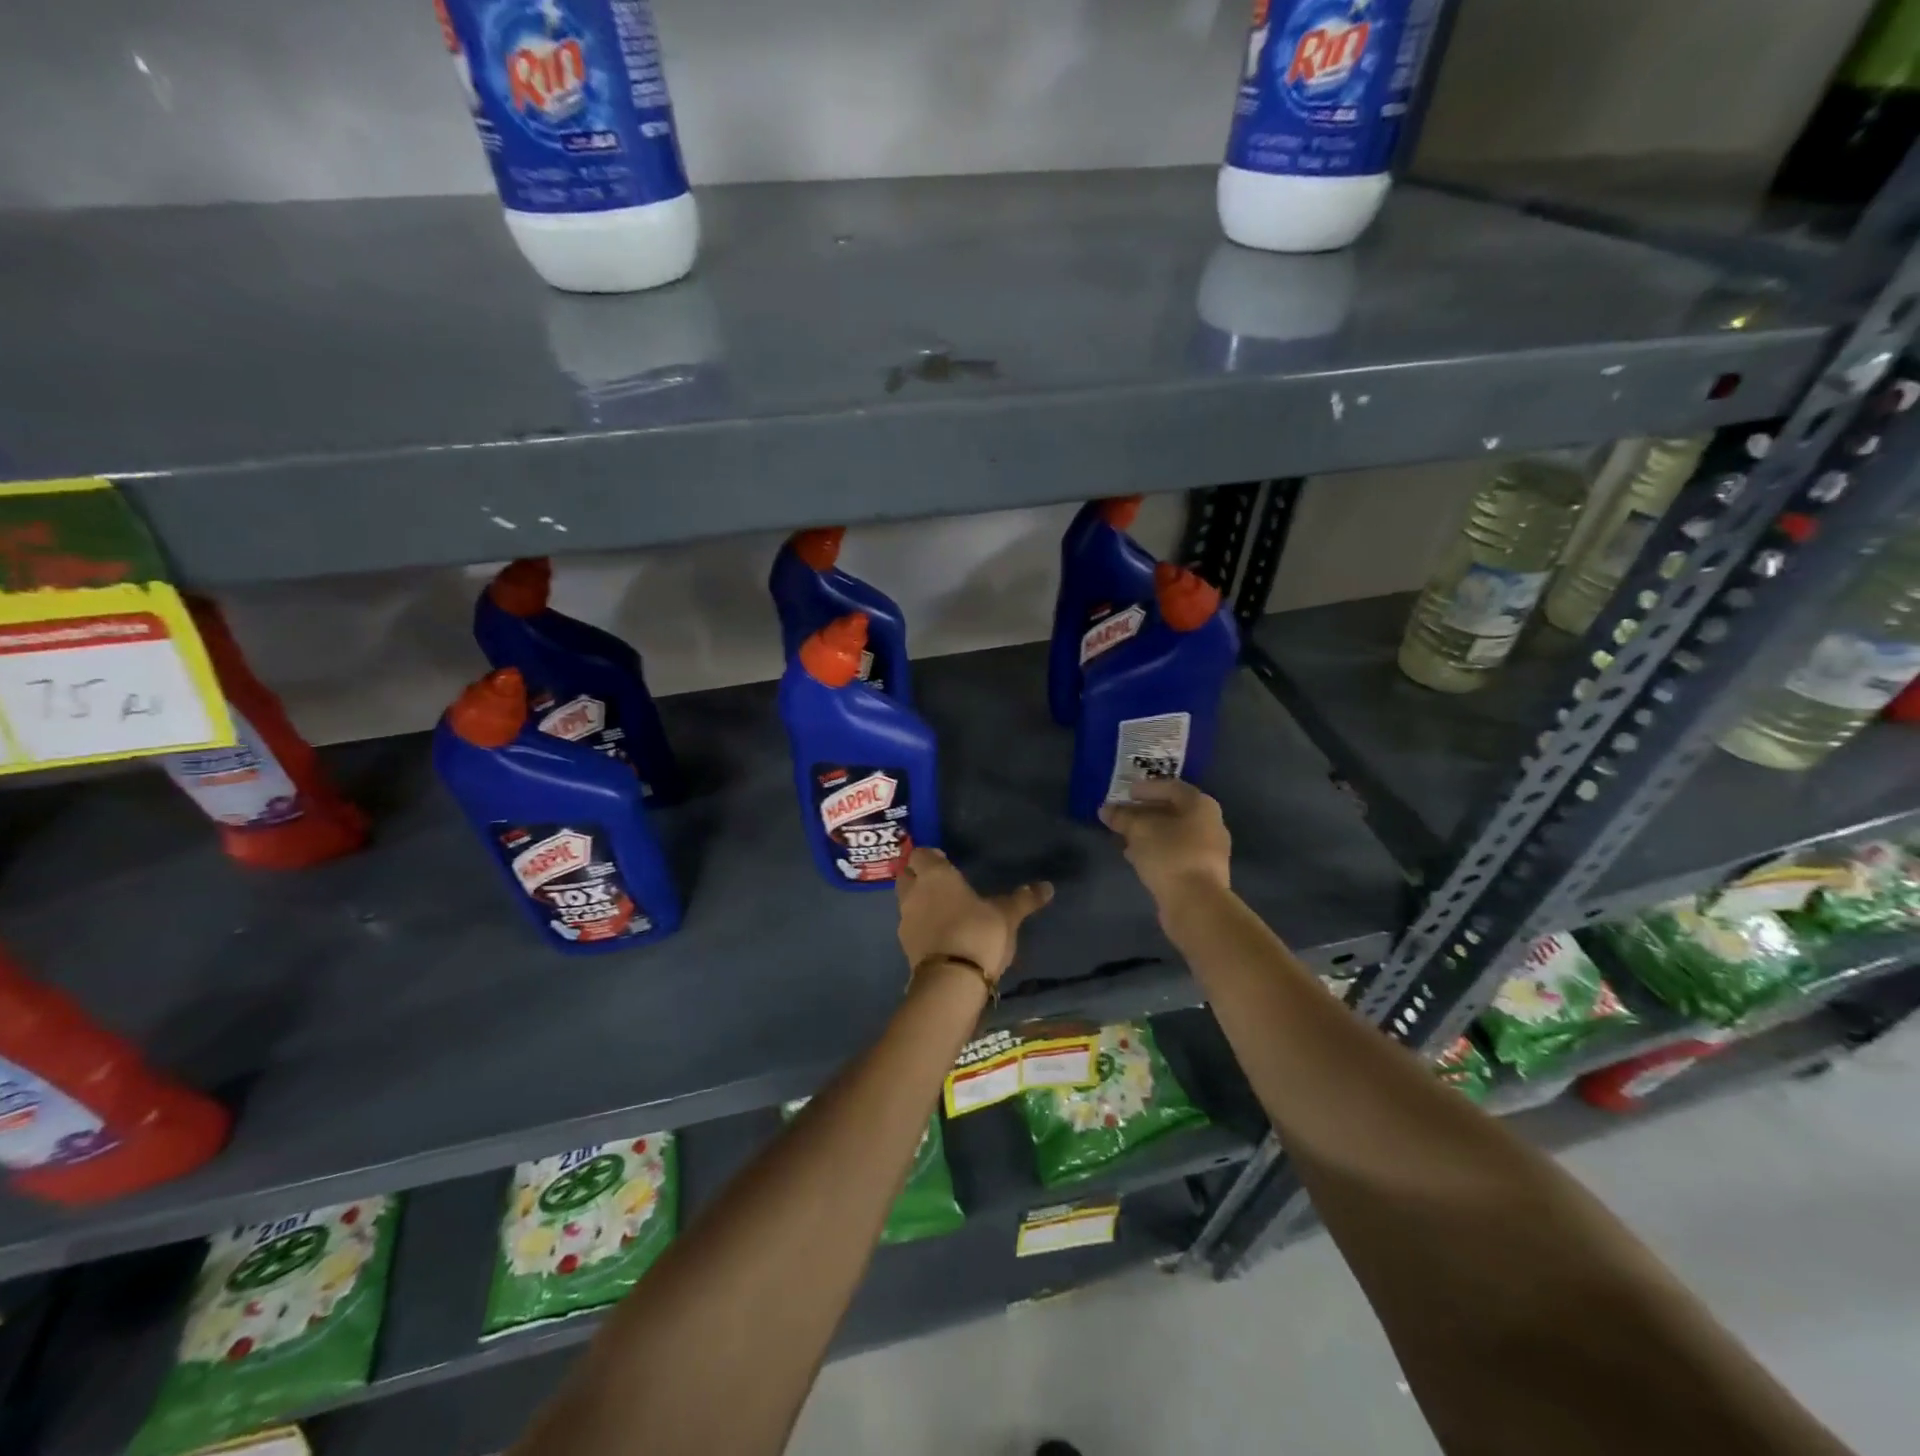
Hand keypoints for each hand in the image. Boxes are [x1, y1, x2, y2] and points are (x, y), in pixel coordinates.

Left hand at [895, 848, 1052, 985]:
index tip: (946, 862)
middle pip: (906, 874)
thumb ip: (1024, 899)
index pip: (919, 854)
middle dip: (918, 875)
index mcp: (935, 875)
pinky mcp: (905, 946)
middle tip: (941, 883)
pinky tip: (940, 934)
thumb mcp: (1008, 915)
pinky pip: (910, 926)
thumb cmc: (978, 933)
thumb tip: (1048, 886)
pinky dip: (921, 925)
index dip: (931, 856)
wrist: (951, 981)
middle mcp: (914, 893)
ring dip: (918, 901)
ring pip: (905, 901)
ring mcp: (906, 920)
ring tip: (942, 909)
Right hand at [1099, 779, 1231, 906]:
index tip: (1125, 793)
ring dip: (1148, 833)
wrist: (1196, 903)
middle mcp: (1210, 823)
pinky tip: (1136, 856)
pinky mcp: (1202, 872)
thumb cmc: (1169, 854)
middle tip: (1122, 815)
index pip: (1170, 787)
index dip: (1146, 788)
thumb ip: (1122, 817)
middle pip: (1173, 811)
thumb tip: (1106, 810)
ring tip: (1124, 836)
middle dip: (1144, 812)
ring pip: (1173, 833)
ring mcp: (1209, 849)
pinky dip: (1157, 850)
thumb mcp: (1139, 830)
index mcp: (1200, 805)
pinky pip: (1176, 852)